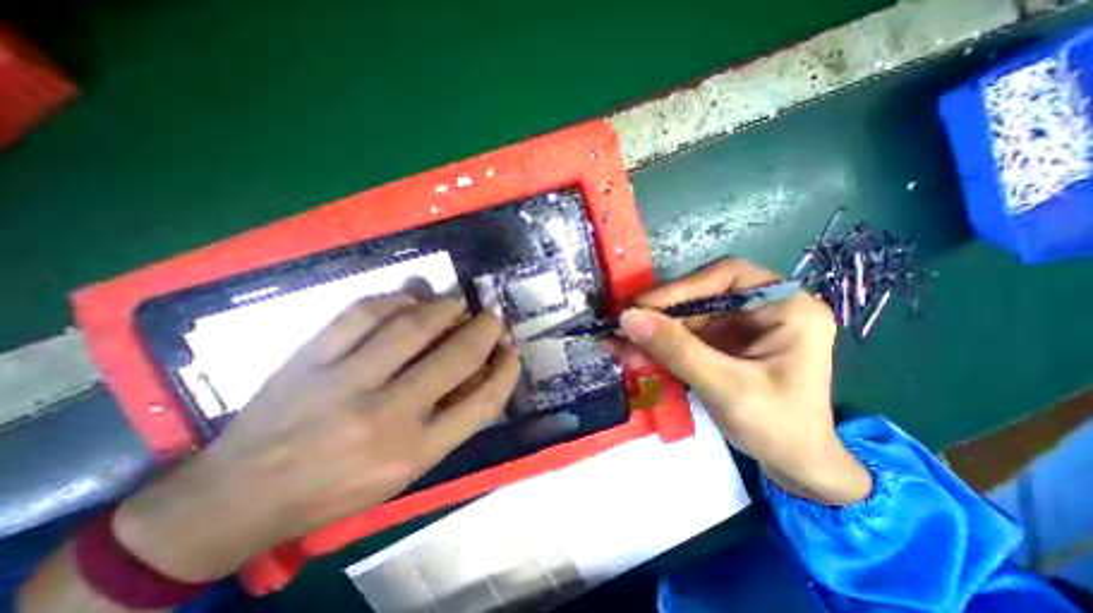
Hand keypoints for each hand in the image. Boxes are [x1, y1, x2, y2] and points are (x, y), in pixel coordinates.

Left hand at [109, 298, 518, 583]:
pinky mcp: (308, 359)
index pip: (482, 403)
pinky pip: (360, 313)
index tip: (512, 351)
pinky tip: (408, 298)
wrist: (237, 498)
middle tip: (493, 315)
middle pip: (454, 358)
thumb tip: (479, 373)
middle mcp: (384, 417)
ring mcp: (342, 382)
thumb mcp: (403, 474)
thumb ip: (447, 425)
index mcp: (411, 453)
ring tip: (456, 301)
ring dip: (444, 306)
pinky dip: (393, 299)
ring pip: (410, 326)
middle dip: (485, 329)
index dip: (506, 371)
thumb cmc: (336, 489)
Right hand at [613, 256, 872, 501]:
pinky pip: (680, 336)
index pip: (728, 276)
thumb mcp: (726, 387)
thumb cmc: (778, 427)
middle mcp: (760, 308)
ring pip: (683, 317)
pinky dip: (655, 346)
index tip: (643, 307)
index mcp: (785, 307)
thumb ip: (677, 350)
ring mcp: (736, 326)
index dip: (682, 287)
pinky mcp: (718, 343)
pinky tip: (631, 354)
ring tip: (616, 345)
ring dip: (650, 333)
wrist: (792, 466)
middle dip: (658, 315)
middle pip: (698, 296)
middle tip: (620, 327)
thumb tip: (627, 317)